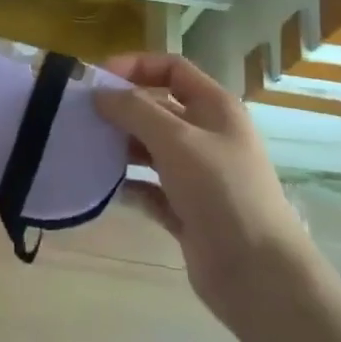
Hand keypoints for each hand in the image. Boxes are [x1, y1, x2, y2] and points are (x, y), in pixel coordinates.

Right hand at [99, 53, 310, 339]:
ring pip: (151, 148)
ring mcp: (198, 175)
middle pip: (157, 108)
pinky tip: (104, 187)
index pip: (172, 69)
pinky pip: (149, 188)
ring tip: (86, 149)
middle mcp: (207, 135)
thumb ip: (134, 110)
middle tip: (82, 116)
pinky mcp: (187, 210)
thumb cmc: (221, 191)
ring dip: (121, 147)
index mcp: (215, 107)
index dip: (135, 66)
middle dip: (121, 109)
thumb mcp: (176, 140)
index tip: (98, 80)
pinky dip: (129, 186)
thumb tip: (100, 94)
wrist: (258, 275)